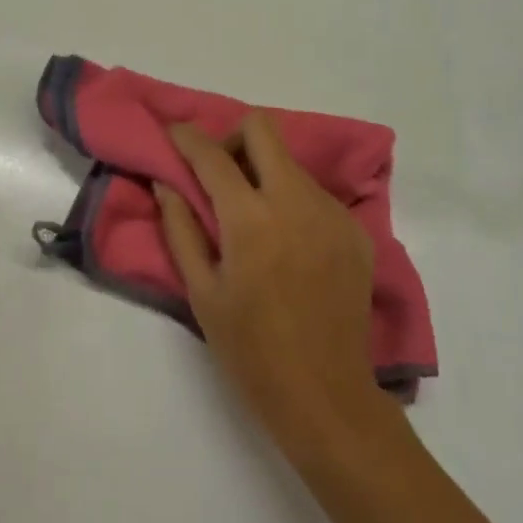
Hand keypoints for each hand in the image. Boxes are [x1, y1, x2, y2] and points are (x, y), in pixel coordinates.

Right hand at [156, 113, 399, 462]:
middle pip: (261, 129)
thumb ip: (180, 228)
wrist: (326, 394)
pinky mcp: (355, 229)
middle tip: (218, 172)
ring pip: (290, 162)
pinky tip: (287, 242)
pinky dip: (291, 200)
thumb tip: (167, 182)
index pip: (212, 155)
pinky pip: (315, 193)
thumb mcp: (201, 292)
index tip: (173, 134)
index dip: (186, 137)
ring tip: (253, 216)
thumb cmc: (250, 349)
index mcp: (251, 219)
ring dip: (263, 172)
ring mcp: (332, 212)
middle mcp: (296, 200)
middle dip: (232, 138)